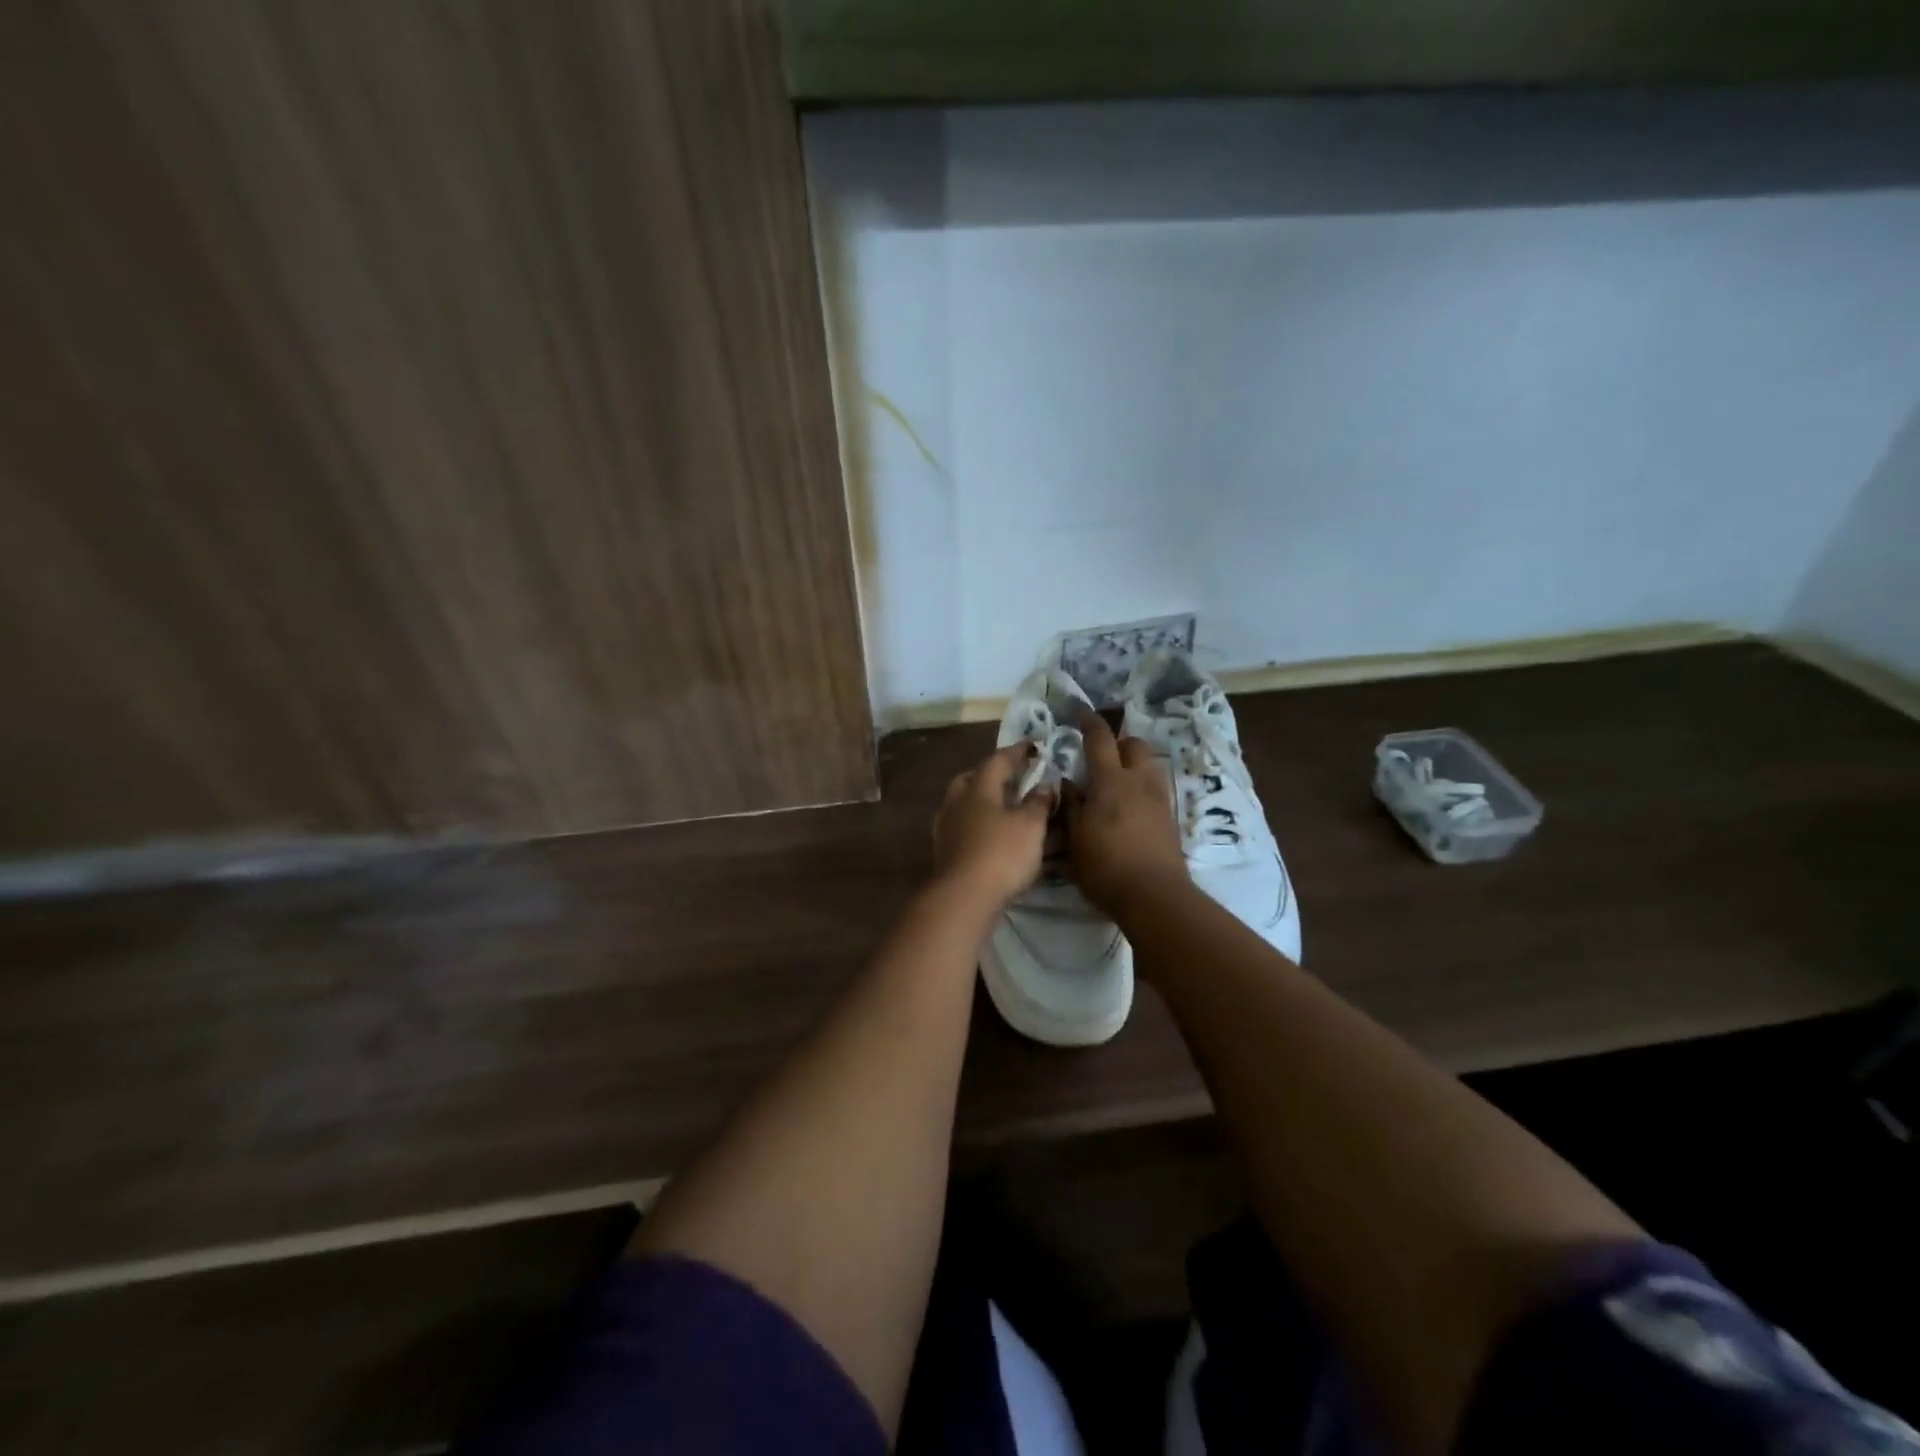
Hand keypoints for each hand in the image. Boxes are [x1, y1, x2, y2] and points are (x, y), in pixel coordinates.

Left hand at [932, 743, 1054, 907]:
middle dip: (993, 774)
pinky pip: (963, 826)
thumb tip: (1045, 784)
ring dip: (984, 800)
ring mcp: (946, 827)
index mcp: (977, 788)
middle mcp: (957, 802)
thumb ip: (1039, 802)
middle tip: (1013, 776)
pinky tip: (992, 834)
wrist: (963, 898)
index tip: (1035, 745)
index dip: (1018, 751)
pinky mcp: (945, 851)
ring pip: (964, 803)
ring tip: (1006, 807)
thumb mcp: (1031, 826)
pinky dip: (979, 823)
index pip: (998, 760)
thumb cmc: (1001, 854)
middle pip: (972, 778)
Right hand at [1066, 711, 1188, 914]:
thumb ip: (1071, 806)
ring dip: (1133, 764)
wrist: (1155, 896)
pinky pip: (1155, 788)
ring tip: (1116, 781)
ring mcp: (1159, 799)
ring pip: (1149, 765)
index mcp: (1111, 781)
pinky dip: (1141, 786)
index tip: (1081, 713)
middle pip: (1134, 745)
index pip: (1100, 739)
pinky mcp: (1170, 818)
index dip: (1090, 722)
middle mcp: (1139, 781)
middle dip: (1119, 742)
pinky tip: (1129, 806)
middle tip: (1101, 755)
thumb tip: (1068, 782)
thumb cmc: (1105, 866)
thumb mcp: (1075, 838)